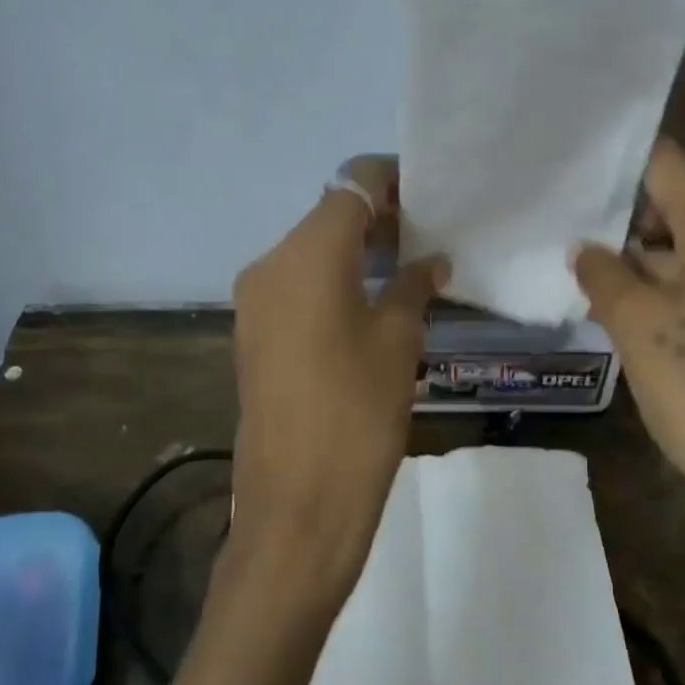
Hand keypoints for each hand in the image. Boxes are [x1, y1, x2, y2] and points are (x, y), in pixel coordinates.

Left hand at [225, 161, 445, 617]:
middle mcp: (270, 265)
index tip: (429, 196)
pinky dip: (333, 283)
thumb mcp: (398, 342)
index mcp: (306, 254)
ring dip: (355, 253)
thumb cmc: (358, 413)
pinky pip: (297, 288)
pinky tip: (370, 305)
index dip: (391, 182)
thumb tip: (430, 261)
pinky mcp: (254, 336)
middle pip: (328, 218)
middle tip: (428, 239)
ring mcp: (254, 302)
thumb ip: (413, 287)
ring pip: (311, 254)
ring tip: (407, 273)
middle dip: (377, 220)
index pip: (351, 186)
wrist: (299, 503)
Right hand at [572, 141, 684, 619]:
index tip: (574, 180)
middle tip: (573, 248)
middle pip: (682, 209)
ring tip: (597, 291)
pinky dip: (680, 293)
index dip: (619, 167)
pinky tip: (643, 324)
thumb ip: (604, 276)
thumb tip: (587, 249)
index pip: (666, 165)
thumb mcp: (638, 329)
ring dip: (650, 267)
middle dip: (627, 228)